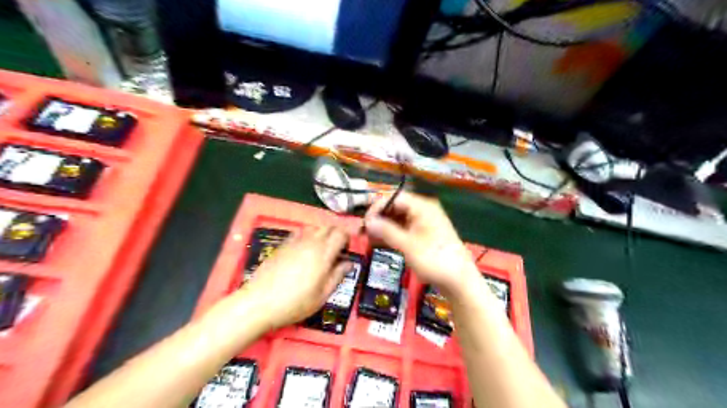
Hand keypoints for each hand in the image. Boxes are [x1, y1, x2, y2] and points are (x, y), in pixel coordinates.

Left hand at [241, 226, 350, 328]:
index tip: (347, 251)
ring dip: (322, 234)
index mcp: (323, 254)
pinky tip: (303, 251)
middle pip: (328, 227)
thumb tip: (349, 263)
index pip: (341, 234)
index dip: (347, 239)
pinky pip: (299, 233)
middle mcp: (310, 243)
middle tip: (337, 250)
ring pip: (314, 228)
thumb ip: (337, 276)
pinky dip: (307, 237)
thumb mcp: (322, 295)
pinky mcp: (282, 245)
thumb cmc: (295, 303)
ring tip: (321, 250)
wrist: (259, 302)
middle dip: (336, 234)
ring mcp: (295, 242)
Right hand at [364, 192, 480, 296]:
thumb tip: (368, 221)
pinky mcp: (423, 236)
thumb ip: (386, 231)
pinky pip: (403, 230)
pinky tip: (378, 243)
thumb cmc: (435, 260)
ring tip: (368, 239)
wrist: (459, 281)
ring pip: (398, 220)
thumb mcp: (408, 245)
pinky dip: (391, 235)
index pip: (394, 197)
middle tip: (363, 232)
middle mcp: (423, 211)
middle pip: (395, 208)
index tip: (364, 222)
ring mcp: (423, 224)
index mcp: (422, 207)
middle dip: (378, 219)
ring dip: (383, 228)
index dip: (377, 207)